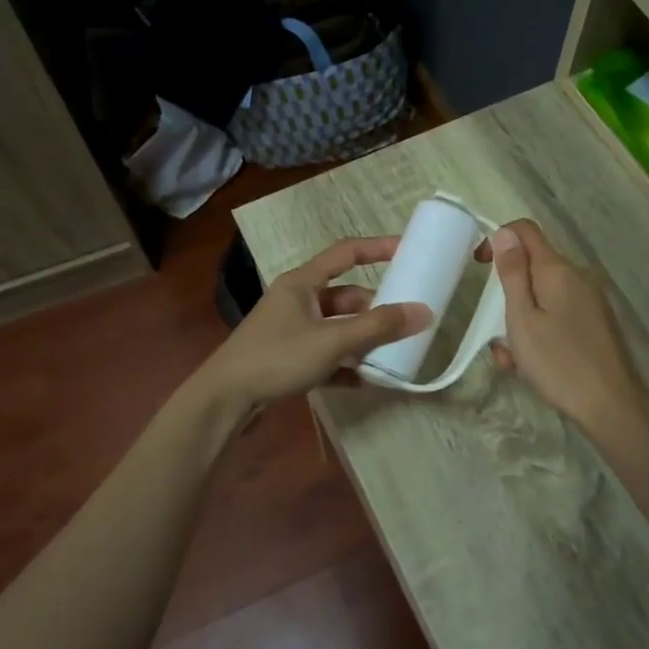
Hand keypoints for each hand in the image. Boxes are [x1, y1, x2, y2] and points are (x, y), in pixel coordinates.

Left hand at [197, 237, 432, 408]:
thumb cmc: (277, 357)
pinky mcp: (289, 359)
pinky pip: (327, 356)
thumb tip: (423, 312)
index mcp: (302, 283)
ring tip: (393, 355)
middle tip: (406, 323)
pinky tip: (368, 382)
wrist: (225, 400)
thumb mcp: (331, 340)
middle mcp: (297, 301)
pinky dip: (346, 366)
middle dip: (376, 311)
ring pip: (338, 329)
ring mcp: (292, 331)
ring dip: (363, 341)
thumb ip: (378, 327)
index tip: (408, 251)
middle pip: (346, 298)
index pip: (345, 253)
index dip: (377, 248)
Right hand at [486, 219, 646, 430]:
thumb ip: (513, 274)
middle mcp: (578, 278)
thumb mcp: (522, 319)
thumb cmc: (558, 362)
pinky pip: (558, 317)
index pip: (525, 231)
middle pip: (532, 269)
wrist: (611, 406)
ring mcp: (590, 302)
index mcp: (558, 271)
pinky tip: (533, 368)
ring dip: (520, 323)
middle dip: (508, 297)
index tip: (479, 267)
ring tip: (514, 361)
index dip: (498, 240)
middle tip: (497, 335)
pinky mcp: (595, 324)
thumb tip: (505, 232)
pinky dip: (539, 334)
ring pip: (542, 299)